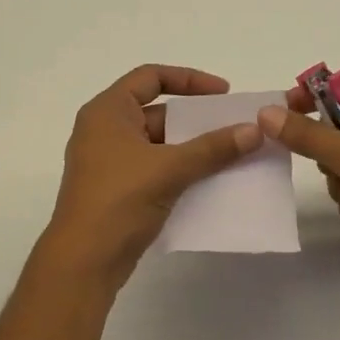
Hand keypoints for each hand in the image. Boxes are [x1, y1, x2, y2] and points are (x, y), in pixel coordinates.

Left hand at [45, 65, 261, 286]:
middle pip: (158, 112)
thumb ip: (213, 147)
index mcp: (107, 112)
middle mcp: (105, 130)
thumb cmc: (119, 200)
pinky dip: (181, 170)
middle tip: (233, 127)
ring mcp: (109, 162)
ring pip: (159, 144)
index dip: (189, 79)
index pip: (150, 77)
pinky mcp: (117, 190)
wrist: (84, 262)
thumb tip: (255, 130)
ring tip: (230, 154)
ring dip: (193, 148)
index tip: (223, 93)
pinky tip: (211, 181)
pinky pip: (155, 169)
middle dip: (197, 120)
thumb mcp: (170, 168)